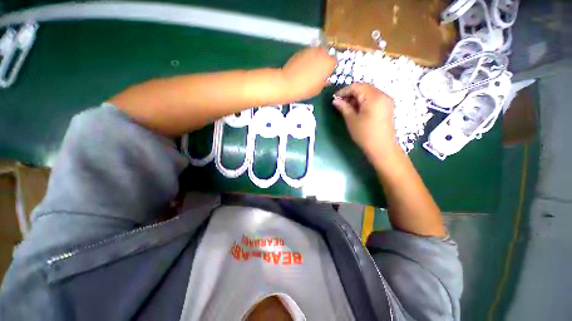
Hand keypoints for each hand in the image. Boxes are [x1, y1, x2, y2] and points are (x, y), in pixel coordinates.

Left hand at [281, 47, 335, 100]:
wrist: (288, 83)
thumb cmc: (305, 89)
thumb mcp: (318, 89)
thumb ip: (324, 82)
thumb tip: (326, 80)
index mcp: (328, 63)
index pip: (334, 62)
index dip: (330, 68)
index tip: (326, 75)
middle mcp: (321, 53)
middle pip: (326, 54)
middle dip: (323, 61)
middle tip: (319, 71)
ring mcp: (310, 50)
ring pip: (316, 52)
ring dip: (315, 59)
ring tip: (310, 69)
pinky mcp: (300, 51)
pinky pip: (308, 54)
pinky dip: (307, 59)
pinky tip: (302, 68)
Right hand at [333, 83, 398, 158]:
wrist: (382, 147)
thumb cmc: (365, 134)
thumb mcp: (351, 120)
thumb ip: (343, 107)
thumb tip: (335, 100)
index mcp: (373, 97)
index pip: (357, 86)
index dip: (344, 90)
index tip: (335, 98)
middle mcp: (382, 94)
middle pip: (364, 87)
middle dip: (351, 93)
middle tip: (340, 102)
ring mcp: (386, 100)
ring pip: (369, 92)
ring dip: (357, 96)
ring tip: (347, 106)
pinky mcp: (387, 106)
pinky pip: (374, 98)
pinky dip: (364, 100)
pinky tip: (357, 108)